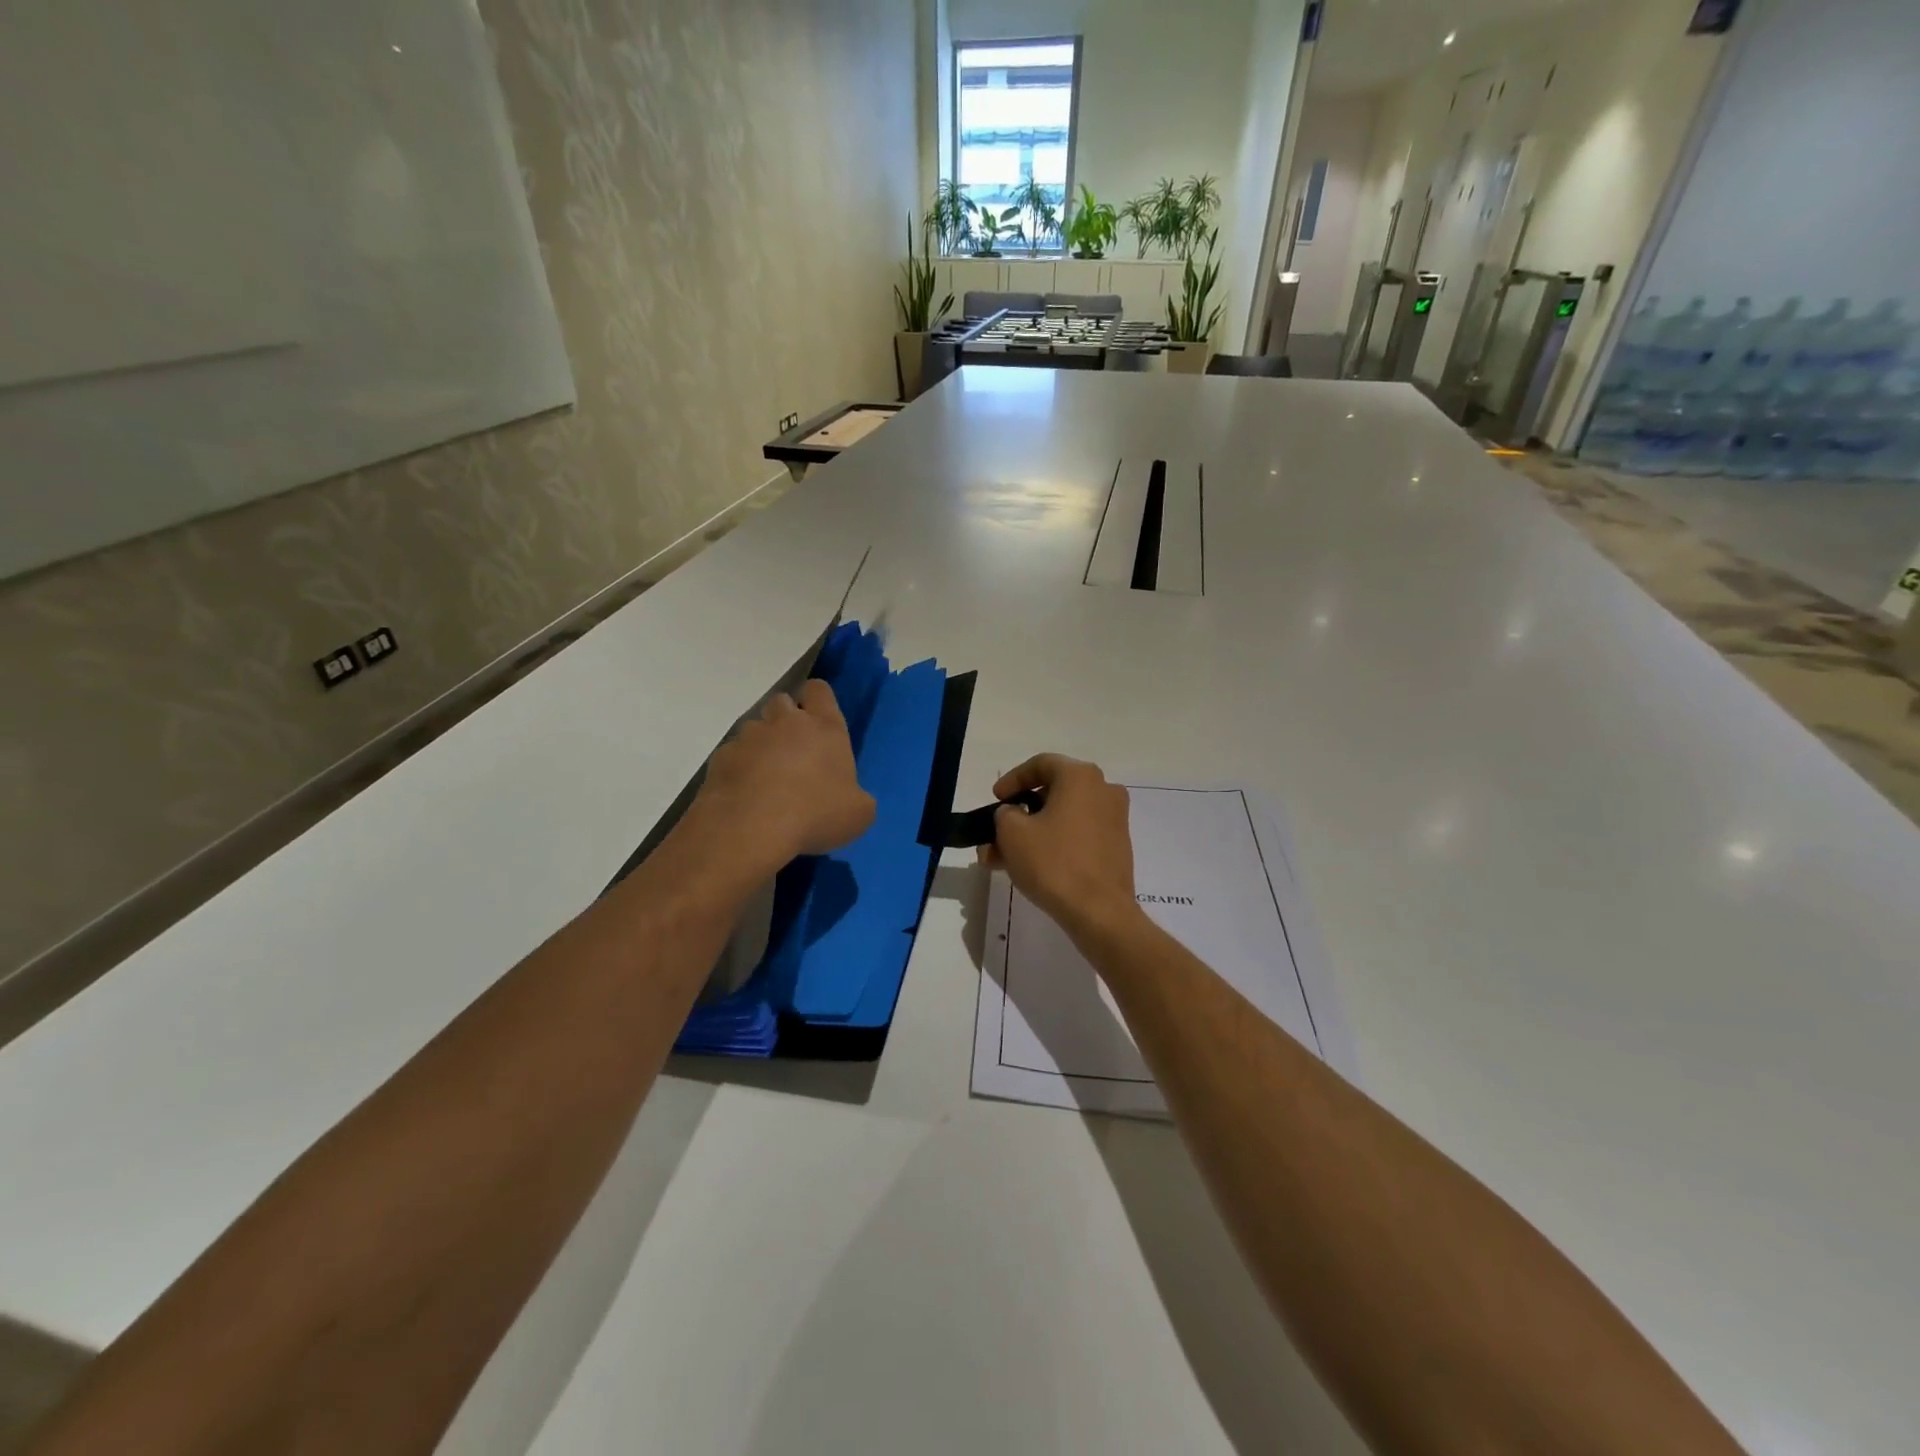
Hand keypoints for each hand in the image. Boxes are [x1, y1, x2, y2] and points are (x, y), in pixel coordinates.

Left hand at [695, 680, 874, 869]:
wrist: (751, 828)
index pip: (819, 690)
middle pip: (782, 701)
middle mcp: (785, 722)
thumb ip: (855, 796)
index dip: (818, 700)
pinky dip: (738, 769)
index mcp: (825, 728)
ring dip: (760, 745)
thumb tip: (848, 797)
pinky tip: (744, 796)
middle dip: (785, 720)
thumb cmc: (816, 814)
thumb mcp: (858, 814)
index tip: (819, 720)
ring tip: (765, 779)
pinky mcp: (720, 758)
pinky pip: (732, 755)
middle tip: (793, 753)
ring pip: (754, 728)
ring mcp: (748, 737)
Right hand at [983, 755, 1138, 937]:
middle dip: (1018, 814)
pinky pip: (1077, 835)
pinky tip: (1027, 868)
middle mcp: (1103, 790)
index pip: (1040, 764)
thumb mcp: (1012, 833)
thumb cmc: (1053, 862)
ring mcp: (1114, 819)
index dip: (1012, 779)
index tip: (995, 799)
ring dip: (1030, 834)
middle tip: (994, 833)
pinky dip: (1052, 844)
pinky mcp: (1116, 846)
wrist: (1099, 912)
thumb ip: (1005, 814)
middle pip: (1051, 793)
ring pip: (1062, 818)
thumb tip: (1014, 815)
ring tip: (1000, 859)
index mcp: (1081, 777)